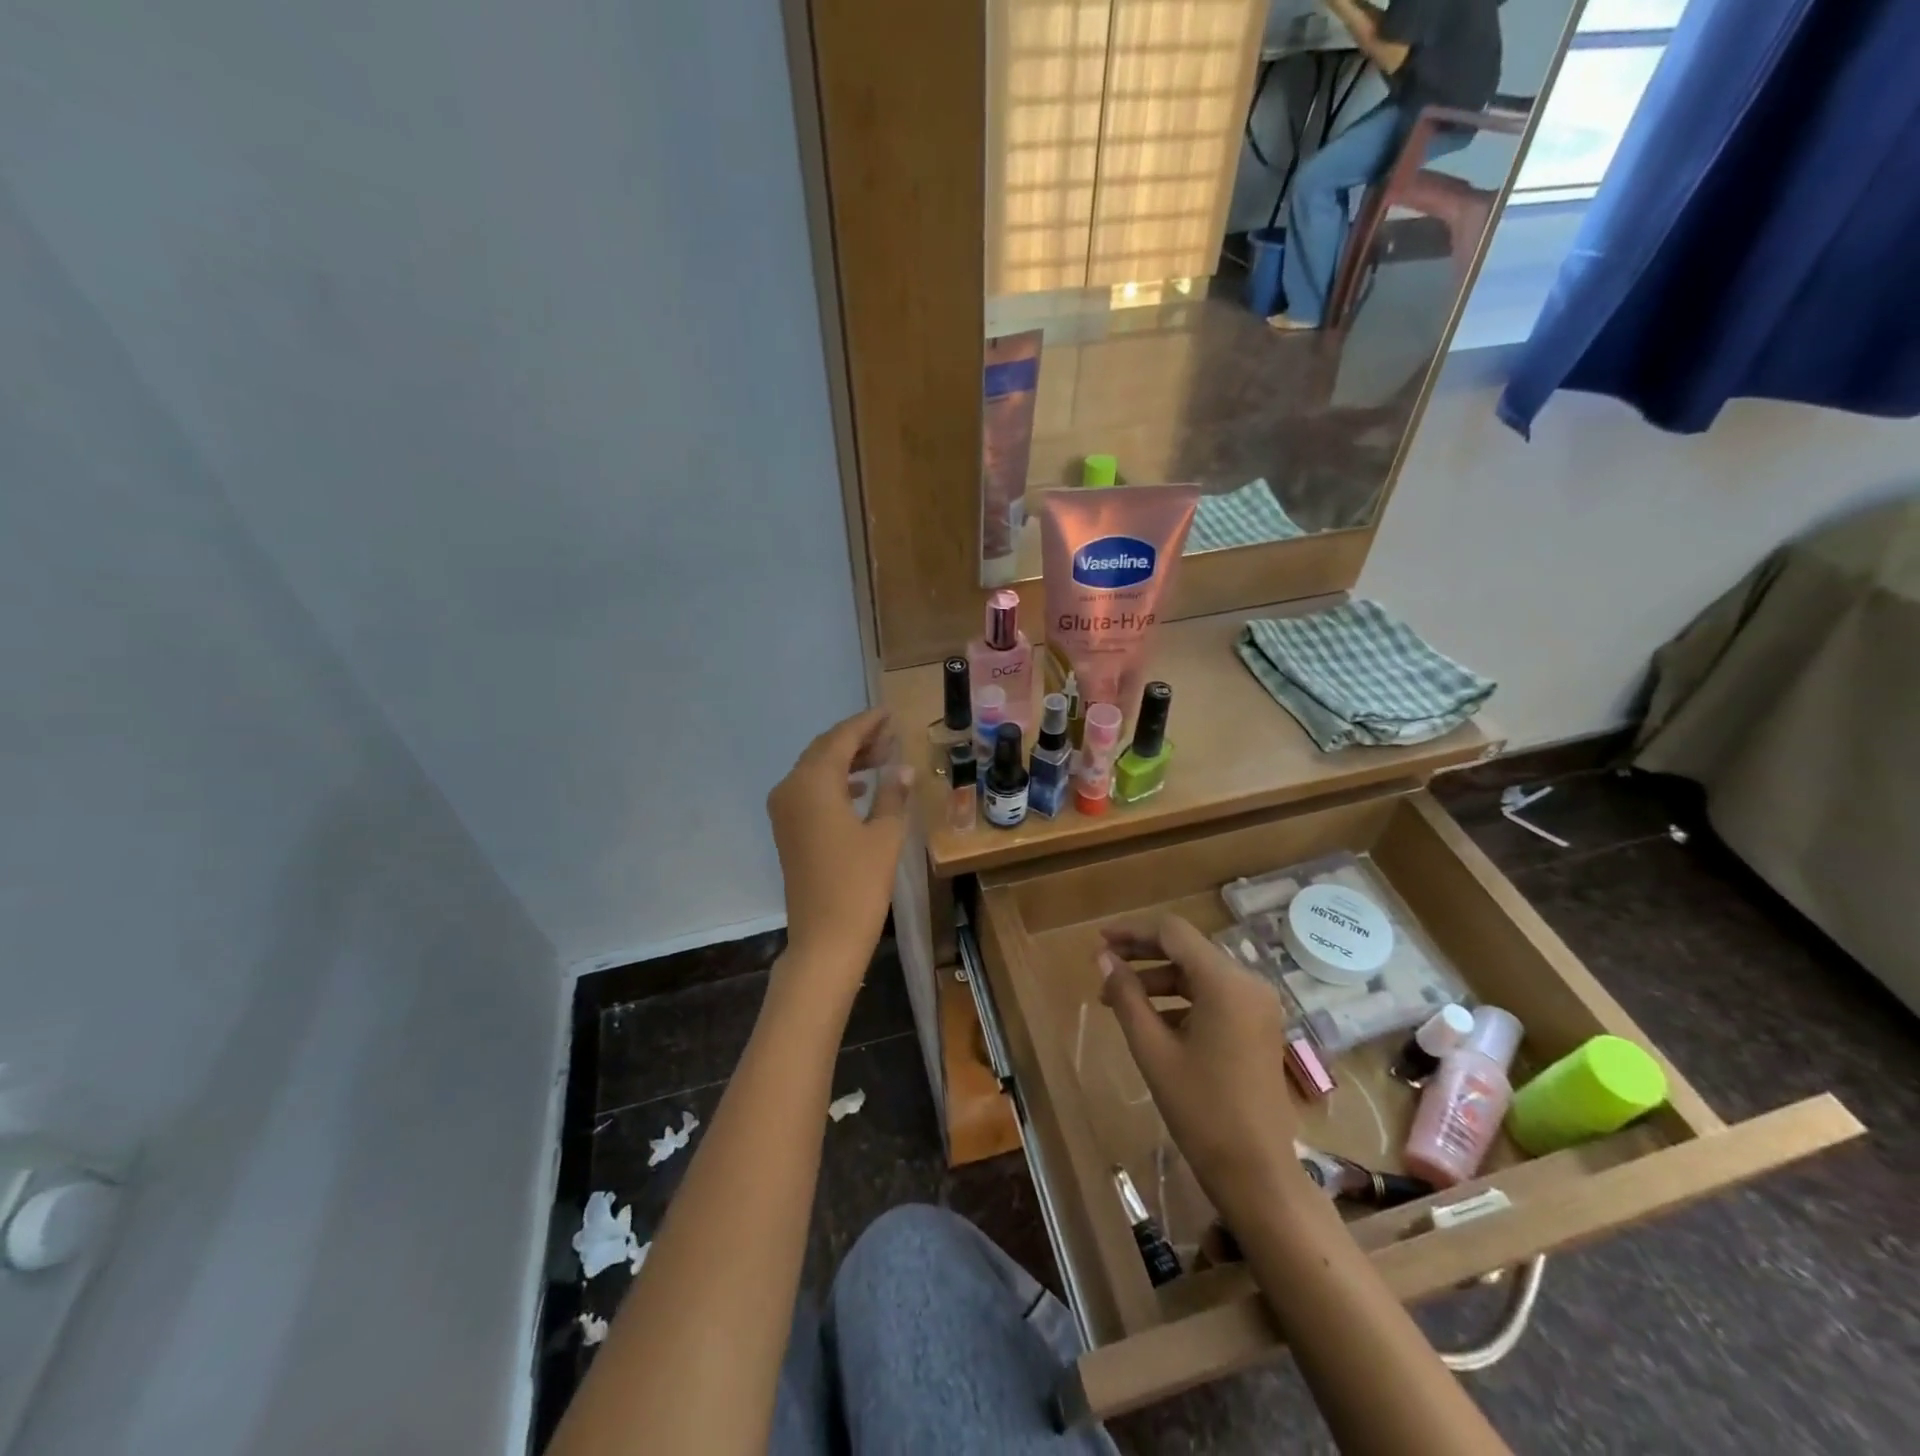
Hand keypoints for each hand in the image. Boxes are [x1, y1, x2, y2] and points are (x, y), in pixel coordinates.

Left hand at [766, 709, 912, 991]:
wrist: (824, 938)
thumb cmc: (859, 884)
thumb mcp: (884, 835)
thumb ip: (892, 794)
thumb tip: (903, 768)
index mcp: (813, 783)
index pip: (841, 739)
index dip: (866, 724)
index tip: (888, 713)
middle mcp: (791, 788)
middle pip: (824, 751)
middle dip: (856, 740)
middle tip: (889, 733)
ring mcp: (784, 811)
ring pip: (816, 770)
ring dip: (846, 761)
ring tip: (882, 757)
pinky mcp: (787, 830)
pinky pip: (810, 791)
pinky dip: (835, 783)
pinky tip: (860, 788)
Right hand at [1100, 916, 1304, 1221]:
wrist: (1258, 1173)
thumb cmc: (1201, 1110)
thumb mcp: (1153, 1050)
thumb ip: (1127, 997)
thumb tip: (1104, 959)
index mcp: (1225, 983)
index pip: (1173, 932)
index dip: (1133, 931)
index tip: (1100, 940)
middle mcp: (1248, 983)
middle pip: (1188, 949)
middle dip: (1143, 954)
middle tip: (1104, 965)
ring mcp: (1257, 1005)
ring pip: (1199, 973)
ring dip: (1158, 980)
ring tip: (1118, 999)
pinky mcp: (1258, 1026)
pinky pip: (1214, 996)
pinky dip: (1181, 999)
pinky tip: (1151, 1020)